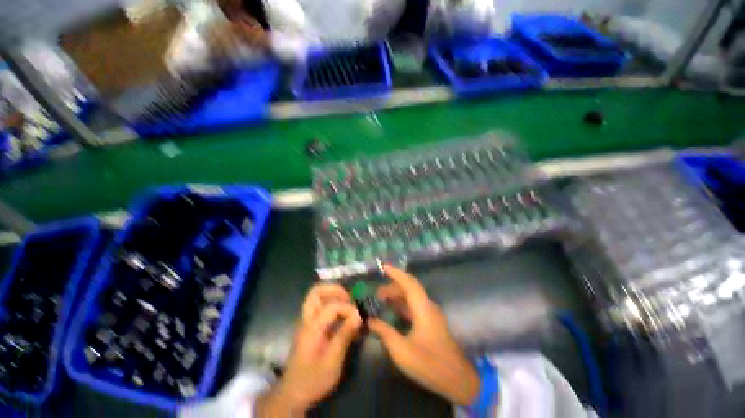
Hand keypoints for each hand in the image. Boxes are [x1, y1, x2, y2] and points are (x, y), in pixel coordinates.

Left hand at [257, 284, 361, 415]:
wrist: (293, 394)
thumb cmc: (313, 379)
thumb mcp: (332, 361)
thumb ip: (344, 335)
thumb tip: (358, 316)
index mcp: (312, 327)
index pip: (332, 306)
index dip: (348, 308)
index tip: (359, 318)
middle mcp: (307, 320)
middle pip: (316, 292)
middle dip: (334, 289)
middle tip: (348, 297)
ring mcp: (306, 323)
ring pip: (316, 297)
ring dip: (332, 295)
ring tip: (346, 303)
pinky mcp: (310, 328)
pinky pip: (319, 307)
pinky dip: (331, 304)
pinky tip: (341, 315)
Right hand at [368, 265, 480, 405]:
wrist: (457, 379)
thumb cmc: (429, 364)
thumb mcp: (402, 351)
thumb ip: (385, 333)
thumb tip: (370, 321)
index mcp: (423, 308)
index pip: (408, 283)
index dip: (395, 273)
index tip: (383, 267)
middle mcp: (428, 306)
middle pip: (410, 287)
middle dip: (393, 286)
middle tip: (377, 292)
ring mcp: (431, 314)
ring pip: (412, 296)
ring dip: (398, 295)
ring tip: (382, 299)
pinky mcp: (431, 322)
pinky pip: (415, 306)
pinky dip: (403, 304)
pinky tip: (394, 310)